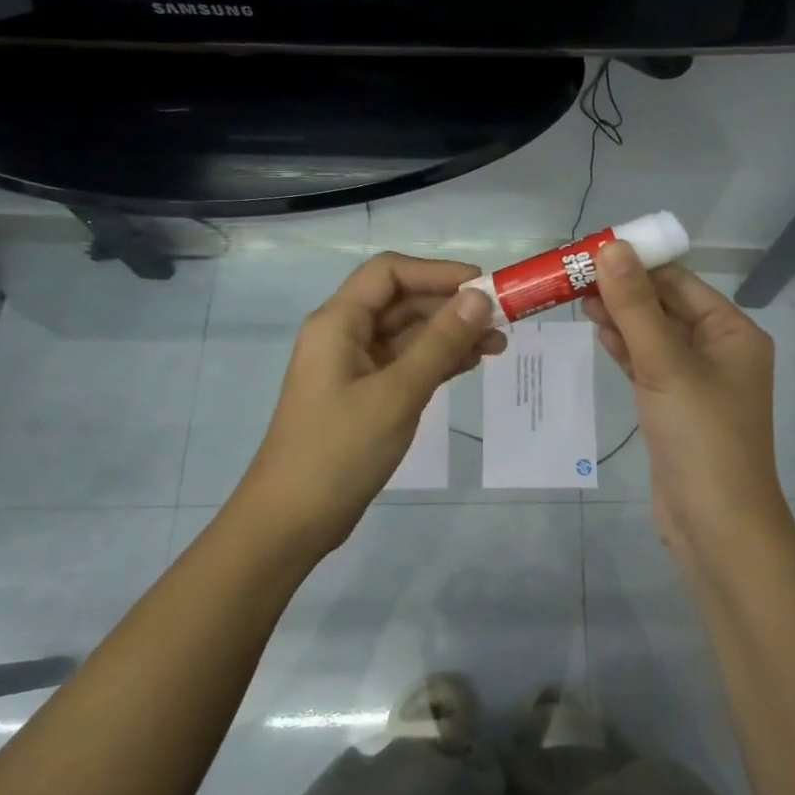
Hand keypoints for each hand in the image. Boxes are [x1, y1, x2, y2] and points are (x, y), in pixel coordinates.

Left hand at [236, 253, 503, 557]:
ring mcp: (355, 366)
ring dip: (450, 334)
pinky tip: (472, 363)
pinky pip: (406, 363)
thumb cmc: (340, 451)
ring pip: (408, 333)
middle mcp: (344, 335)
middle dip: (451, 305)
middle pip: (401, 301)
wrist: (292, 522)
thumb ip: (440, 343)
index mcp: (338, 322)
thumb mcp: (397, 393)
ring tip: (498, 344)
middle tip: (502, 319)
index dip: (437, 272)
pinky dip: (438, 360)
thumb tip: (479, 297)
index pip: (389, 272)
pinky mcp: (365, 394)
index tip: (483, 286)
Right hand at [582, 240, 792, 567]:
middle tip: (572, 274)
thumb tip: (611, 247)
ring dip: (620, 317)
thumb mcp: (666, 366)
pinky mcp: (674, 407)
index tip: (591, 249)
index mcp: (733, 332)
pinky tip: (597, 330)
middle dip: (623, 290)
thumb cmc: (701, 438)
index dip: (637, 263)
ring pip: (653, 336)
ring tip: (576, 296)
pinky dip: (624, 348)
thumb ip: (636, 307)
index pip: (680, 282)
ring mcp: (696, 381)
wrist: (716, 528)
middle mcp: (719, 350)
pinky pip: (648, 365)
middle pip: (665, 307)